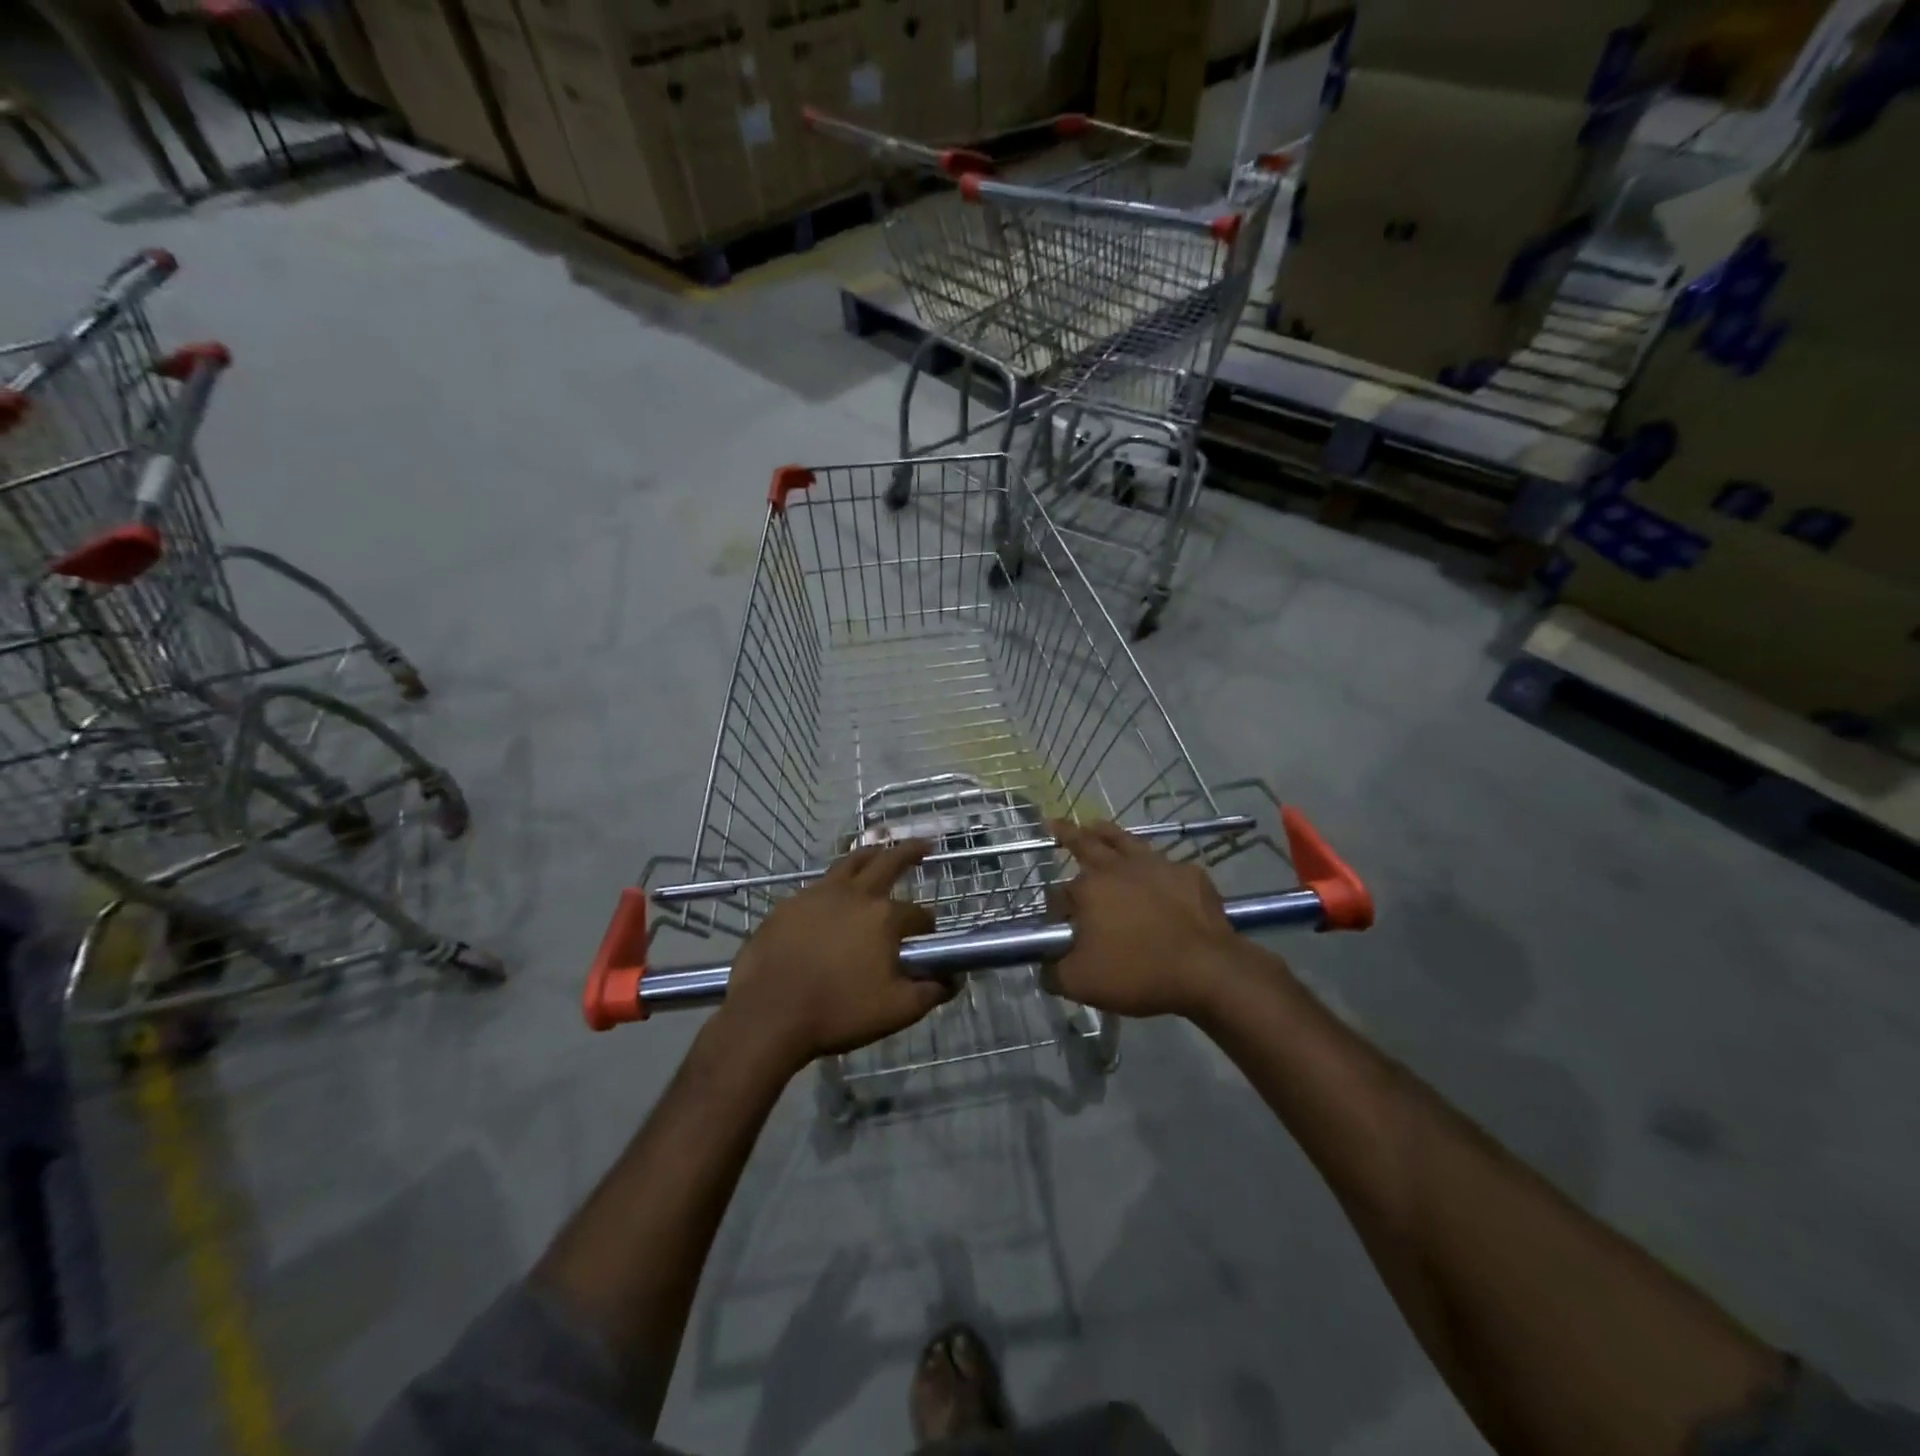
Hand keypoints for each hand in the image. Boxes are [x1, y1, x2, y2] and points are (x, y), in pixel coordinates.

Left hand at [720, 841, 944, 1072]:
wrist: (769, 1015)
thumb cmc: (838, 1011)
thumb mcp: (896, 1011)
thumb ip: (930, 993)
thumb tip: (954, 979)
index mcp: (884, 917)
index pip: (918, 914)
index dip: (927, 924)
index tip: (928, 934)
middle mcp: (854, 895)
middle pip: (888, 862)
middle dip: (910, 852)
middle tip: (924, 844)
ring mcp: (817, 895)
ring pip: (849, 863)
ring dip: (870, 854)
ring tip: (879, 850)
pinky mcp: (788, 905)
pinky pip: (817, 885)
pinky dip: (834, 883)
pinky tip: (832, 895)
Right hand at [1047, 819, 1244, 1018]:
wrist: (1208, 970)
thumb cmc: (1138, 973)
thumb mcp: (1080, 983)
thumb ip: (1053, 972)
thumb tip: (1045, 963)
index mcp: (1089, 889)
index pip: (1059, 894)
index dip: (1055, 910)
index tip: (1059, 928)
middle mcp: (1118, 868)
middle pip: (1086, 844)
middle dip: (1067, 834)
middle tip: (1054, 822)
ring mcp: (1157, 866)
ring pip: (1126, 841)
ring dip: (1107, 832)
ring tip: (1095, 825)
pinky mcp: (1189, 874)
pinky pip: (1166, 863)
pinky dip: (1155, 864)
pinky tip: (1156, 869)